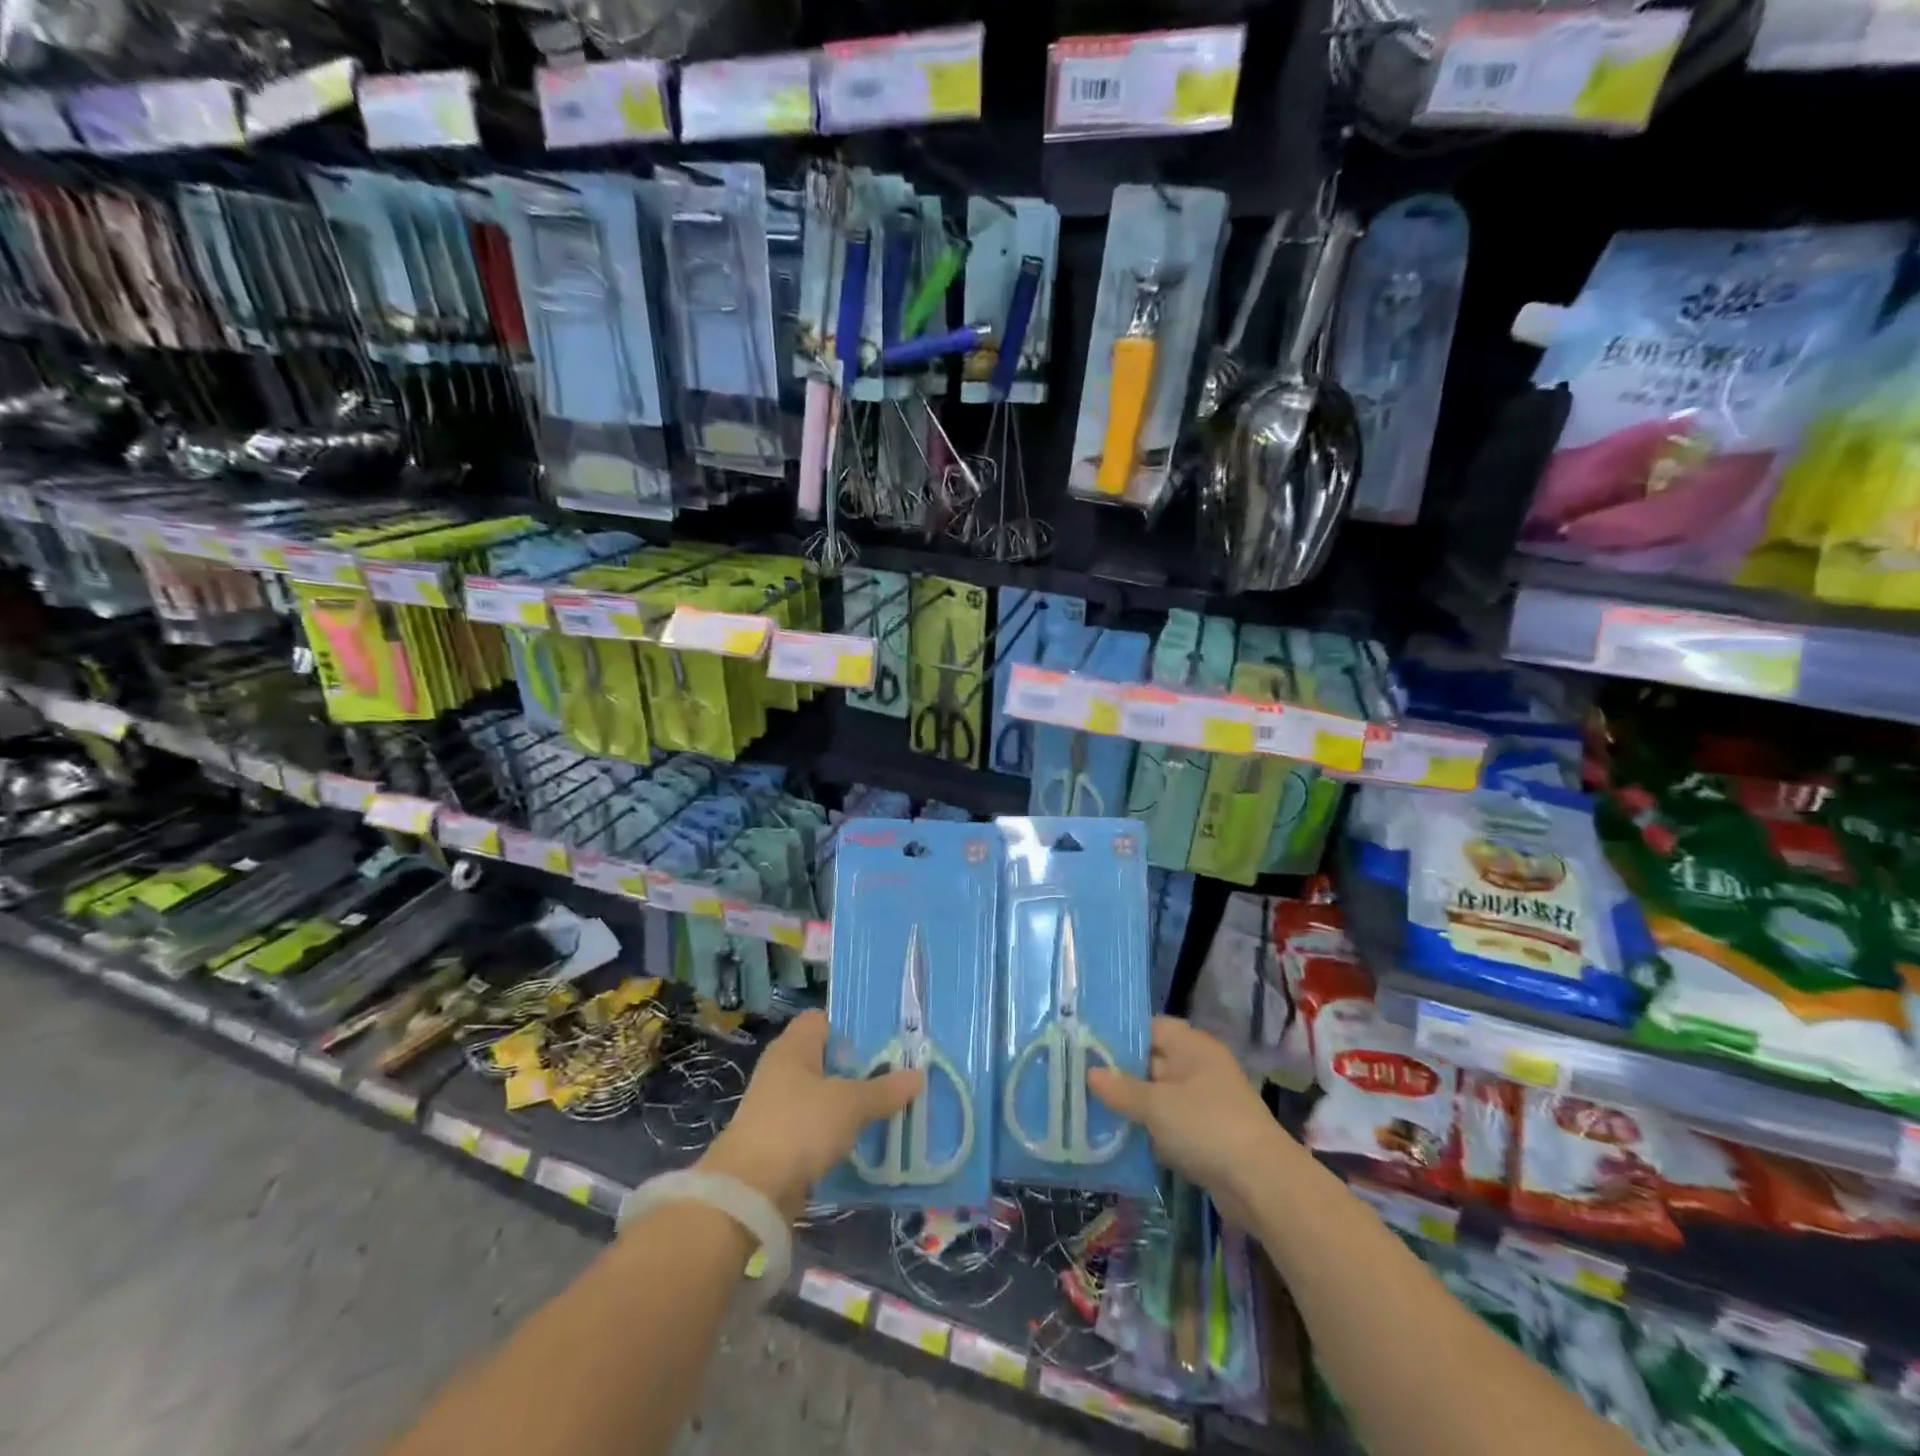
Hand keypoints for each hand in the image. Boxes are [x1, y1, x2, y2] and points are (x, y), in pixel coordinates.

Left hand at [698, 1011, 920, 1219]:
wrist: (749, 1192)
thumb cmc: (799, 1127)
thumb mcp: (850, 1105)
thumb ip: (884, 1089)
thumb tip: (918, 1074)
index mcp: (793, 1046)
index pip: (823, 1020)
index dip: (852, 1026)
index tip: (885, 1039)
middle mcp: (782, 1069)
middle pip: (826, 1058)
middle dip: (858, 1067)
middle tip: (895, 1073)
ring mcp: (777, 1105)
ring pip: (822, 1094)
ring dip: (848, 1102)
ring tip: (887, 1106)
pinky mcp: (778, 1140)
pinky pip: (815, 1125)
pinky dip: (835, 1130)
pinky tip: (862, 1139)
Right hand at [1088, 1016, 1291, 1226]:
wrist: (1262, 1184)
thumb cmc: (1205, 1126)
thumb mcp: (1155, 1105)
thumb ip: (1120, 1088)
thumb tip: (1090, 1072)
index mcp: (1192, 1045)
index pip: (1150, 1027)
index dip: (1120, 1035)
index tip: (1087, 1047)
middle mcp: (1200, 1066)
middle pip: (1153, 1061)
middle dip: (1122, 1073)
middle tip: (1081, 1079)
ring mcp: (1207, 1101)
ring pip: (1161, 1095)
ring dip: (1136, 1106)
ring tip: (1095, 1110)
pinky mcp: (1210, 1134)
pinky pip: (1173, 1123)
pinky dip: (1153, 1130)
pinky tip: (1124, 1140)